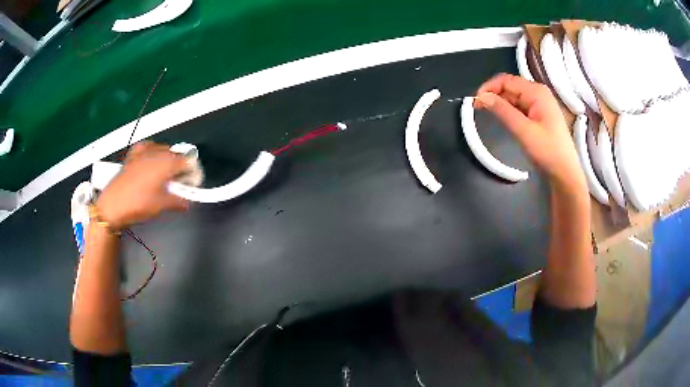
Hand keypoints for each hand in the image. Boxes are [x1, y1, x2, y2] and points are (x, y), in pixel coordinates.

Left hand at [96, 142, 189, 228]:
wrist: (112, 206)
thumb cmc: (138, 205)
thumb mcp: (161, 206)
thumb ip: (178, 201)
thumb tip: (187, 202)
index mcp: (166, 163)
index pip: (187, 161)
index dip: (192, 171)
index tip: (192, 183)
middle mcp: (156, 154)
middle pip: (175, 154)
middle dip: (180, 166)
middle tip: (179, 183)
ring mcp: (143, 153)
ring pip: (162, 149)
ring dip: (168, 158)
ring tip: (166, 174)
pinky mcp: (132, 156)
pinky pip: (146, 146)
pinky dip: (152, 150)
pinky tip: (151, 157)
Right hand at [475, 73, 586, 195]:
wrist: (566, 173)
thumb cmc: (548, 152)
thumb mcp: (524, 131)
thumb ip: (502, 111)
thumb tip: (482, 97)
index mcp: (536, 92)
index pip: (506, 80)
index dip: (489, 88)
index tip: (475, 101)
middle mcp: (539, 93)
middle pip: (510, 87)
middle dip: (494, 95)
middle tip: (478, 109)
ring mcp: (541, 104)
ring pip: (514, 97)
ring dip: (501, 104)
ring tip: (489, 116)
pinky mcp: (540, 115)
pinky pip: (521, 107)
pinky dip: (510, 111)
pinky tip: (504, 120)